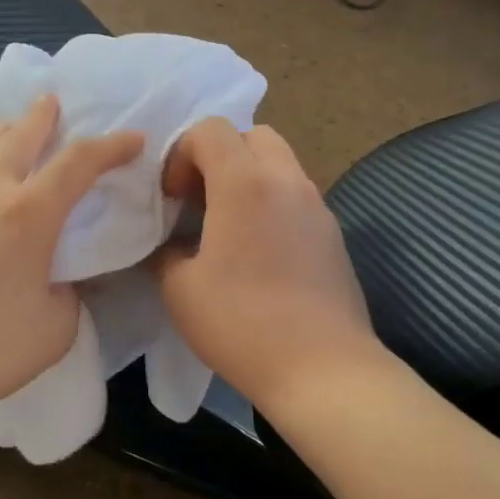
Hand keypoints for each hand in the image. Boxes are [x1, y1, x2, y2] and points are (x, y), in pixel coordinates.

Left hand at [0, 95, 142, 427]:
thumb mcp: (55, 328)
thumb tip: (61, 281)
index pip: (78, 163)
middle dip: (42, 117)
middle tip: (54, 101)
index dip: (110, 147)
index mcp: (28, 213)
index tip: (133, 139)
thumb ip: (68, 295)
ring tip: (14, 128)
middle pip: (17, 138)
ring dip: (5, 134)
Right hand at [154, 119, 383, 414]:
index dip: (180, 155)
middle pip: (252, 135)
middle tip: (201, 200)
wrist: (323, 369)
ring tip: (228, 226)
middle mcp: (286, 180)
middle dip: (219, 156)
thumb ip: (165, 252)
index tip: (172, 198)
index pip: (210, 129)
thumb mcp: (180, 289)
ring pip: (280, 163)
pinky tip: (259, 253)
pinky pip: (296, 196)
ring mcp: (317, 206)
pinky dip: (272, 203)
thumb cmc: (242, 324)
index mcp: (245, 183)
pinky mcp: (333, 234)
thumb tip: (171, 243)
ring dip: (248, 178)